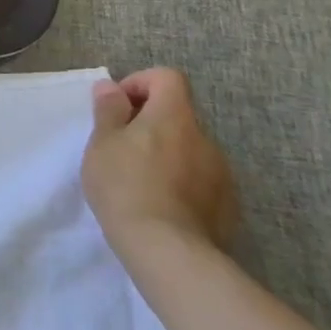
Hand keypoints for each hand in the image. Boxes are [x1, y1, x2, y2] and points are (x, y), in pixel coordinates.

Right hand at [83, 68, 237, 259]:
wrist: (167, 251)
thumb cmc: (125, 186)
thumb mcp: (102, 143)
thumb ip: (108, 110)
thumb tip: (111, 87)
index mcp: (174, 117)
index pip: (167, 78)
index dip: (141, 83)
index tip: (119, 107)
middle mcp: (205, 139)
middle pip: (178, 115)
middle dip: (150, 124)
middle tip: (121, 147)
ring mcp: (222, 174)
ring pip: (189, 149)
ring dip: (166, 154)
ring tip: (139, 180)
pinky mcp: (228, 206)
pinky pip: (201, 180)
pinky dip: (182, 182)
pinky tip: (161, 205)